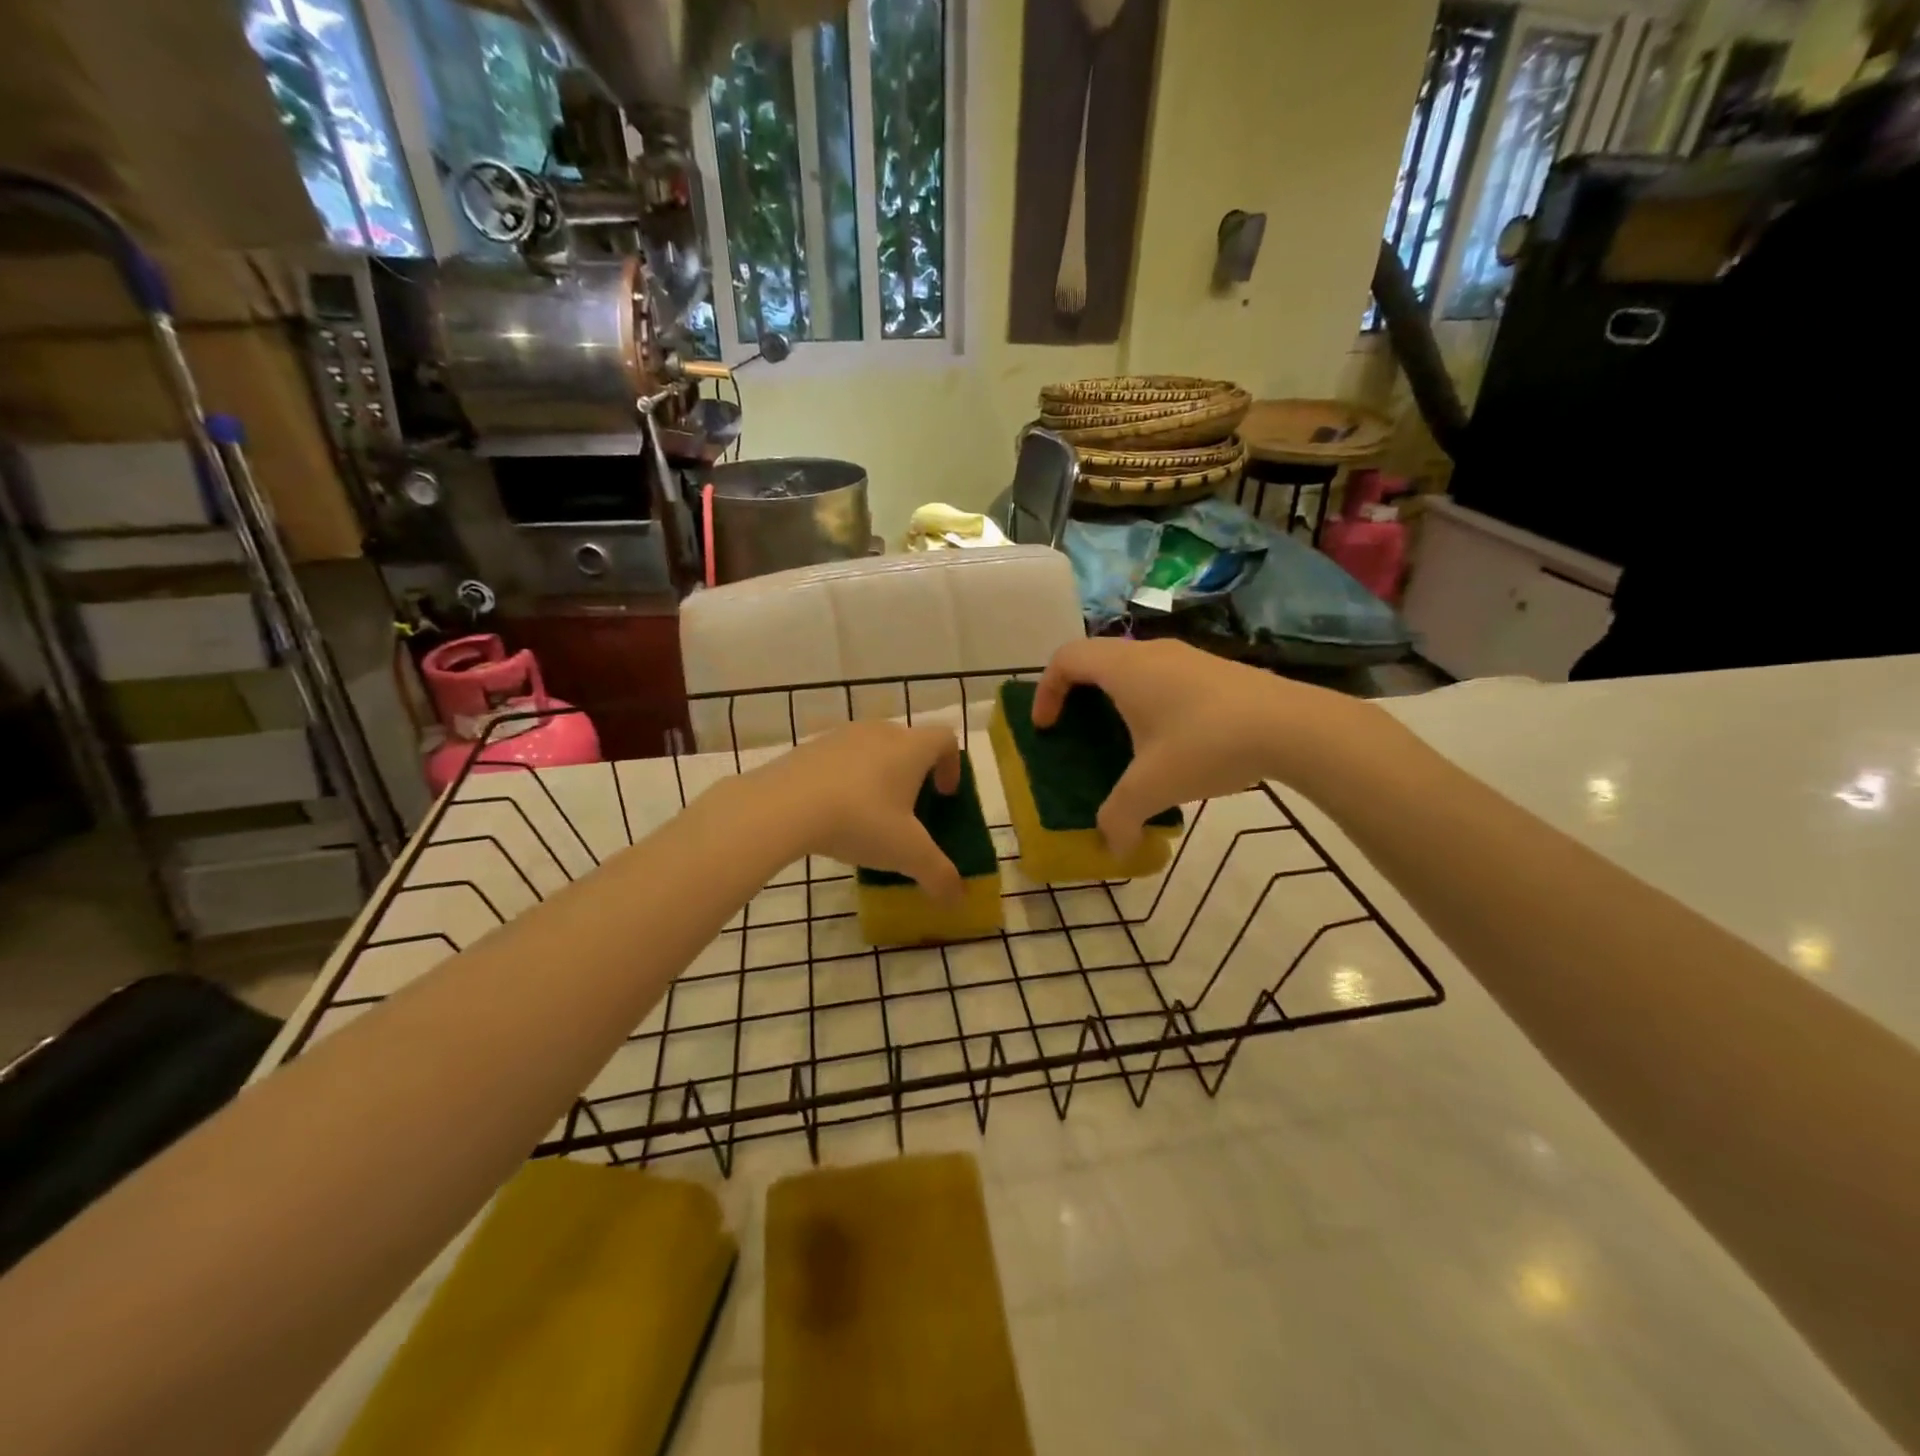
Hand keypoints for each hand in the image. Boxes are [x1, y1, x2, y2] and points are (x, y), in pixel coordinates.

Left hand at [752, 721, 964, 899]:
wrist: (783, 806)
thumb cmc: (860, 820)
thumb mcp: (906, 853)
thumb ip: (938, 874)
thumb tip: (958, 898)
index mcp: (911, 748)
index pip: (945, 739)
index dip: (952, 765)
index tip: (944, 795)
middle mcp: (880, 732)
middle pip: (908, 742)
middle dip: (914, 773)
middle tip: (909, 809)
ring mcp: (841, 736)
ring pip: (871, 749)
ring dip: (878, 774)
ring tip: (869, 813)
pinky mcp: (808, 748)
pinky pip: (839, 759)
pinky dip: (845, 779)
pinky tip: (833, 812)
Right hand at [1032, 638, 1361, 855]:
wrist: (1292, 726)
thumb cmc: (1206, 745)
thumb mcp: (1153, 787)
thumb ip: (1119, 818)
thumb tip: (1112, 849)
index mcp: (1124, 668)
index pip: (1065, 658)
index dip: (1045, 690)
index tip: (1047, 727)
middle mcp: (1150, 652)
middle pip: (1096, 659)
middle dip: (1077, 695)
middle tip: (1078, 732)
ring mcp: (1187, 656)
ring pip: (1133, 667)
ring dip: (1116, 698)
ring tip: (1124, 741)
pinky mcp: (1215, 669)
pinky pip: (1163, 676)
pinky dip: (1149, 700)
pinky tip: (1172, 742)